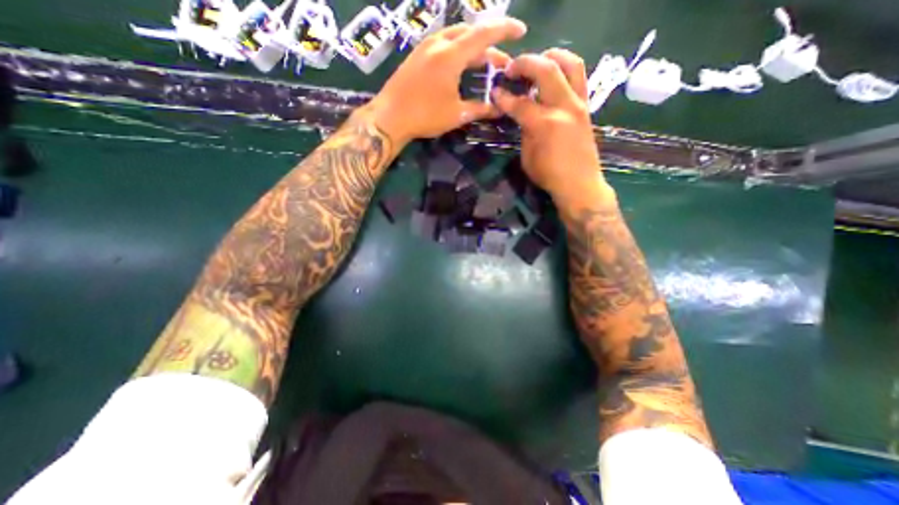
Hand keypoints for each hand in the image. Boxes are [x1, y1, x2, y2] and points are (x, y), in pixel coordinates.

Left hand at [364, 17, 527, 143]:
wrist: (390, 117)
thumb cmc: (424, 116)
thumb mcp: (456, 114)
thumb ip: (480, 108)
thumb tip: (500, 109)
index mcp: (451, 55)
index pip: (484, 34)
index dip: (505, 30)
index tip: (521, 31)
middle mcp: (439, 42)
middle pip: (471, 34)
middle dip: (491, 46)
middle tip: (503, 62)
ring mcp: (426, 46)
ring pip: (457, 38)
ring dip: (474, 48)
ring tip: (485, 64)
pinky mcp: (418, 54)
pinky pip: (445, 44)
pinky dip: (460, 51)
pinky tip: (462, 65)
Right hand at [488, 50, 606, 199]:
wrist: (579, 184)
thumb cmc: (549, 176)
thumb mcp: (527, 157)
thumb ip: (524, 131)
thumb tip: (523, 115)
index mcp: (544, 124)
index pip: (520, 102)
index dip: (503, 96)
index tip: (494, 91)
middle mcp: (564, 107)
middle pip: (546, 69)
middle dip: (525, 63)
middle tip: (511, 69)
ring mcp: (579, 104)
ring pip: (571, 63)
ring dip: (551, 56)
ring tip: (537, 62)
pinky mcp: (586, 107)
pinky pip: (578, 77)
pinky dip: (564, 70)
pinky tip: (552, 78)